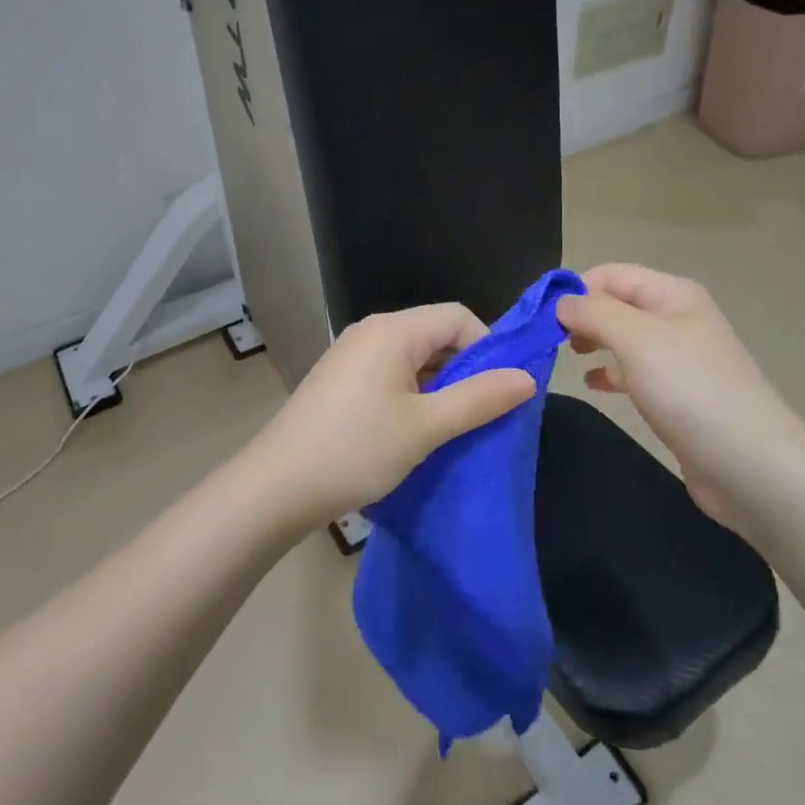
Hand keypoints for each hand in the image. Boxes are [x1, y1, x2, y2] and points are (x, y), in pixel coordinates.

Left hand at [243, 305, 536, 529]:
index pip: (458, 317)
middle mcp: (372, 332)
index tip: (500, 391)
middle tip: (482, 415)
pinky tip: (417, 432)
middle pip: (436, 334)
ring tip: (453, 428)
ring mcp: (352, 355)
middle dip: (466, 369)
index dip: (488, 347)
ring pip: (415, 358)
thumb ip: (479, 398)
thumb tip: (527, 377)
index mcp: (393, 330)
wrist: (276, 487)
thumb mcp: (426, 427)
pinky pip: (392, 374)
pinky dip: (414, 395)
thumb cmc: (356, 450)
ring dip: (440, 387)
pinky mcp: (341, 380)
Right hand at [556, 265, 796, 530]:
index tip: (539, 316)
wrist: (750, 466)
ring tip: (564, 358)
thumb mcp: (636, 338)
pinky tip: (592, 384)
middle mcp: (677, 319)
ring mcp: (679, 359)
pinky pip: (633, 371)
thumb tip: (561, 302)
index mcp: (673, 294)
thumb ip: (593, 312)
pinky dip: (609, 372)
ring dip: (592, 342)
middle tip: (548, 340)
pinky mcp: (678, 395)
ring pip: (623, 338)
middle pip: (616, 304)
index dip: (575, 288)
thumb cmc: (690, 390)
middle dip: (581, 316)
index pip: (611, 274)